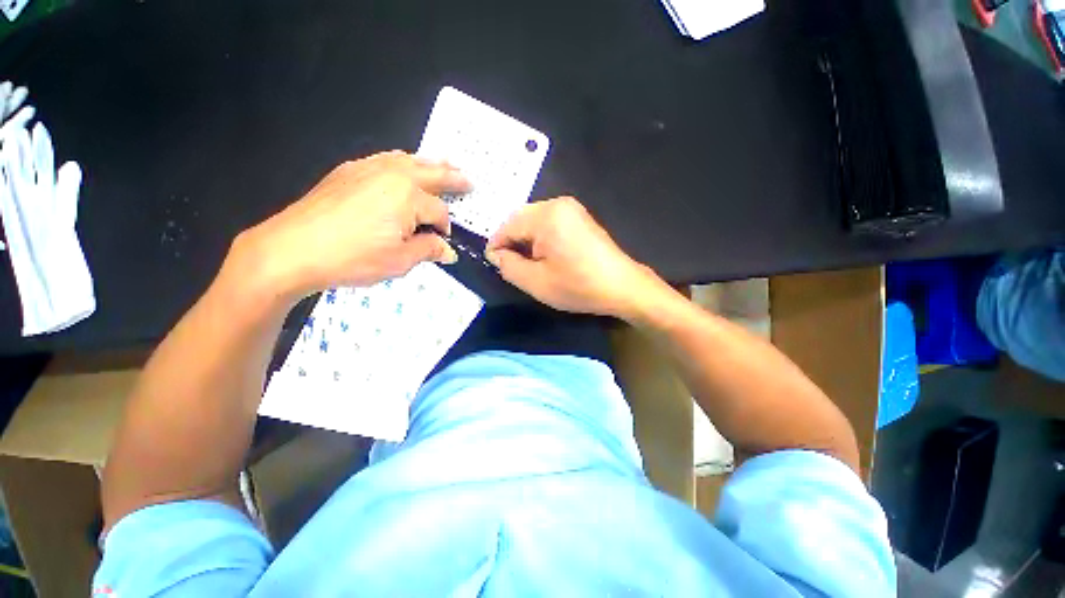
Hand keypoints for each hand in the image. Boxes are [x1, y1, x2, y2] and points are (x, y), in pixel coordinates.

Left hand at [233, 151, 468, 300]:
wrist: (293, 248)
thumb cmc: (353, 258)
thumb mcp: (400, 261)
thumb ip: (429, 251)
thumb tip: (448, 251)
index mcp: (409, 198)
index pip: (439, 212)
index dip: (445, 229)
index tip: (442, 243)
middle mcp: (392, 175)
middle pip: (431, 173)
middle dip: (452, 177)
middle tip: (468, 180)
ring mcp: (368, 169)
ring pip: (408, 160)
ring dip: (429, 163)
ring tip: (444, 164)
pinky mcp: (348, 171)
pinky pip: (384, 159)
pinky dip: (402, 162)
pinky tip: (403, 166)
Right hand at [485, 197, 664, 317]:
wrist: (622, 287)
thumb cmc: (578, 286)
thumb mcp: (536, 282)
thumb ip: (508, 266)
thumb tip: (496, 254)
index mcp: (546, 216)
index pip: (507, 226)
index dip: (497, 246)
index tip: (495, 265)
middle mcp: (558, 204)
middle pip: (520, 220)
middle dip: (513, 243)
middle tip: (513, 267)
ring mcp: (572, 208)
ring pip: (535, 221)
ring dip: (527, 241)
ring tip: (530, 264)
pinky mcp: (580, 217)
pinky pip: (550, 223)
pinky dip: (542, 238)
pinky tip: (547, 256)